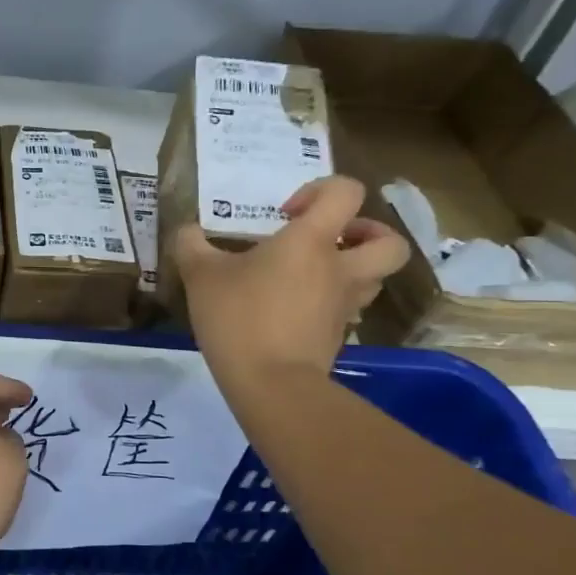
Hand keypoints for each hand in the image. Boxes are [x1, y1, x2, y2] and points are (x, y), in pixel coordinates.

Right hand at [175, 175, 409, 380]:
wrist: (272, 385)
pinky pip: (348, 308)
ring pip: (373, 277)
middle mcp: (340, 268)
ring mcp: (344, 305)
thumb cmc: (239, 318)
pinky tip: (295, 309)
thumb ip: (190, 245)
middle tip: (329, 240)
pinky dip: (330, 302)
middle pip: (388, 242)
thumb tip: (187, 230)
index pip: (346, 193)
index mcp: (311, 241)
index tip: (286, 213)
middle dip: (366, 233)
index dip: (322, 190)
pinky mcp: (338, 336)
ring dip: (352, 268)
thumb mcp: (200, 276)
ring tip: (311, 275)